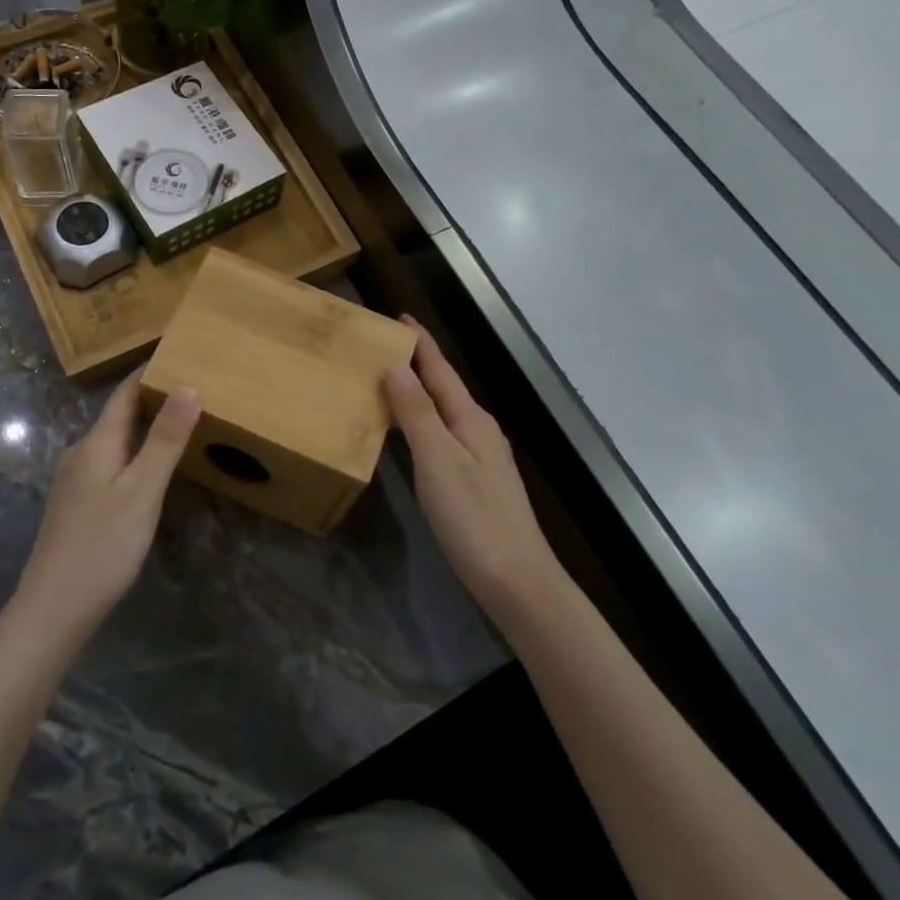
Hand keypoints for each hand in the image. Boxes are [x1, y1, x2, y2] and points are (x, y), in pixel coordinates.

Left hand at [13, 375, 199, 639]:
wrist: (53, 608)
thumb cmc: (103, 545)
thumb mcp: (143, 490)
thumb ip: (165, 440)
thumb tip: (188, 386)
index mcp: (96, 443)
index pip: (124, 393)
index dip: (149, 372)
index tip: (179, 355)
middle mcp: (81, 452)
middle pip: (118, 415)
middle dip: (151, 399)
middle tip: (192, 388)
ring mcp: (74, 480)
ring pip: (113, 440)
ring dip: (143, 427)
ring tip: (178, 423)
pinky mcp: (76, 504)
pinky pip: (109, 462)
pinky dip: (133, 453)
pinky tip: (150, 469)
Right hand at [384, 318, 558, 620]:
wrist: (518, 582)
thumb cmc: (474, 518)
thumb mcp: (438, 461)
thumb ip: (416, 413)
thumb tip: (395, 367)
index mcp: (471, 419)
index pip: (441, 370)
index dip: (421, 344)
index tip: (400, 318)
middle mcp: (479, 431)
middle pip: (444, 387)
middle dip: (417, 365)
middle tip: (382, 348)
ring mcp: (481, 458)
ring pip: (443, 412)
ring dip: (418, 393)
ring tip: (387, 383)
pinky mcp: (476, 482)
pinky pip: (443, 435)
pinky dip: (421, 422)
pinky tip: (409, 434)